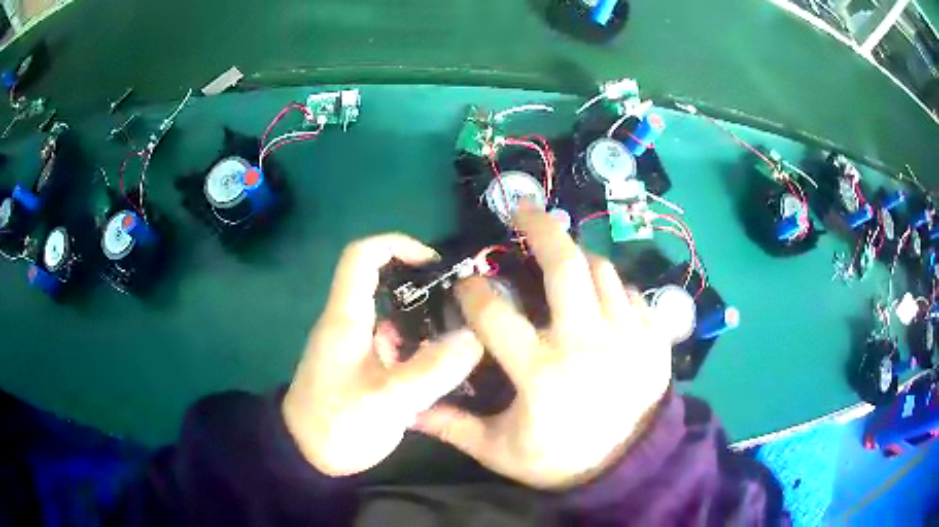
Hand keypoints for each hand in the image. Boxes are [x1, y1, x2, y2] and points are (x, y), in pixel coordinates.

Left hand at [282, 234, 484, 476]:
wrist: (307, 456)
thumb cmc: (338, 424)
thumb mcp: (387, 400)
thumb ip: (432, 369)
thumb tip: (475, 338)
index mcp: (347, 318)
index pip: (362, 256)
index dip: (397, 245)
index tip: (434, 263)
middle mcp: (349, 323)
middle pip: (383, 283)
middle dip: (423, 286)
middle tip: (462, 305)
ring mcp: (356, 346)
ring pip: (393, 316)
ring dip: (425, 321)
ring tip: (464, 336)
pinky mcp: (363, 367)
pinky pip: (394, 343)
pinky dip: (419, 346)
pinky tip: (444, 366)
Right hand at [415, 208, 671, 489]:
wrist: (630, 468)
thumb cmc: (561, 459)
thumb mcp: (499, 450)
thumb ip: (453, 425)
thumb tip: (408, 408)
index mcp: (541, 371)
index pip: (495, 313)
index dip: (473, 291)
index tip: (466, 284)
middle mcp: (587, 342)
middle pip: (564, 266)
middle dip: (540, 229)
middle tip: (523, 210)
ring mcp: (628, 335)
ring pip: (602, 271)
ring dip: (578, 257)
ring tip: (563, 259)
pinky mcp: (654, 337)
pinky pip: (633, 293)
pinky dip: (612, 287)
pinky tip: (600, 298)